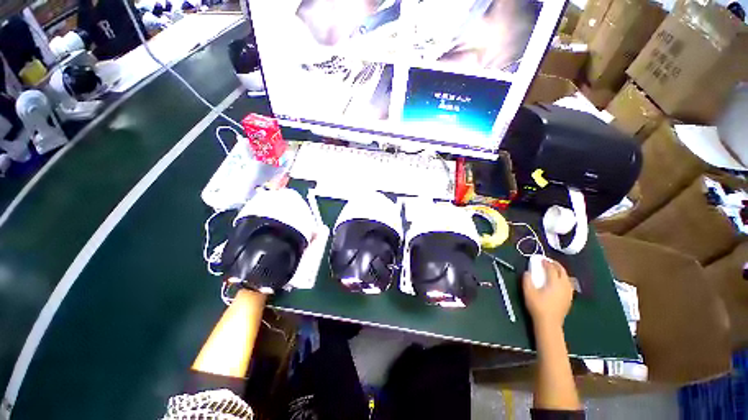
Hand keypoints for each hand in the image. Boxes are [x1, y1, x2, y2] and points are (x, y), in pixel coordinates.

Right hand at [523, 259, 573, 329]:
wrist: (549, 323)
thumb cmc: (537, 306)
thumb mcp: (528, 292)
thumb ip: (527, 280)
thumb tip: (528, 272)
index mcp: (554, 282)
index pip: (551, 268)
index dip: (546, 262)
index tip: (540, 259)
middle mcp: (564, 285)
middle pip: (562, 271)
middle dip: (555, 265)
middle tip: (548, 261)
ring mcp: (568, 292)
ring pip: (567, 277)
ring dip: (561, 271)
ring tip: (554, 270)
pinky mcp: (569, 298)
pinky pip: (568, 284)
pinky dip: (564, 279)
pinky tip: (559, 282)